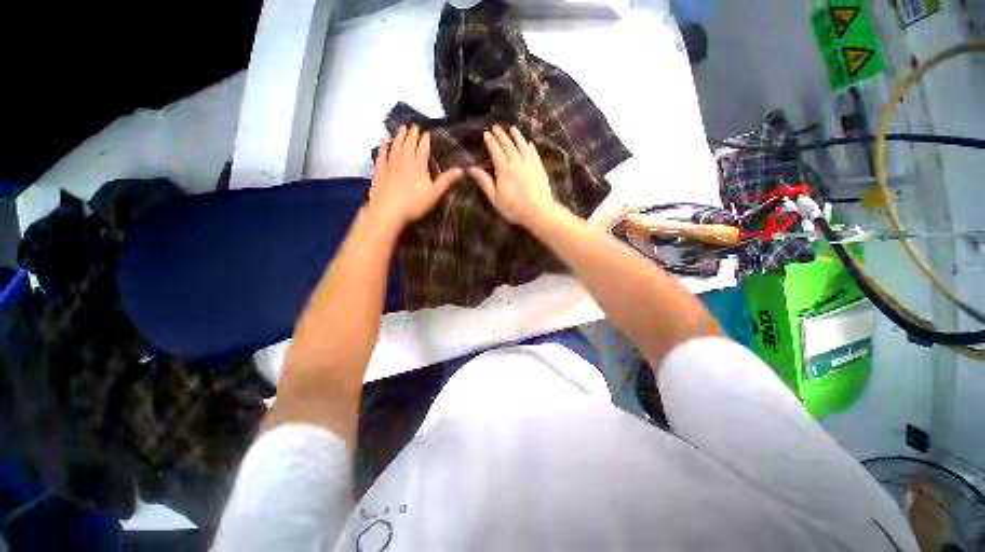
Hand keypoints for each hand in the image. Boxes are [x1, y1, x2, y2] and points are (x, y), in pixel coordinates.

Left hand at [368, 125, 462, 228]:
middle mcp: (404, 162)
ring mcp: (390, 165)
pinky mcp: (379, 172)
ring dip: (399, 136)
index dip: (425, 140)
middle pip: (408, 145)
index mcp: (419, 166)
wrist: (388, 211)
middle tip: (414, 125)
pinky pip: (382, 155)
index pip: (423, 149)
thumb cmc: (414, 204)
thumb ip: (446, 181)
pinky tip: (384, 141)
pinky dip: (383, 146)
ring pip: (395, 147)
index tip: (427, 132)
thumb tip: (461, 170)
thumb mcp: (434, 194)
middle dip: (412, 135)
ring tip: (401, 127)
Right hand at [467, 126, 558, 227]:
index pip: (495, 151)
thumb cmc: (513, 207)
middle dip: (501, 135)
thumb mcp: (494, 197)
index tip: (486, 133)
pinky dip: (530, 146)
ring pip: (522, 145)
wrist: (538, 211)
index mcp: (503, 169)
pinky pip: (534, 153)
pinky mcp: (540, 168)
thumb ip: (484, 181)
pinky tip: (529, 143)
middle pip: (508, 145)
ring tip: (512, 128)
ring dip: (516, 136)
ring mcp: (530, 164)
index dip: (490, 142)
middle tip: (496, 127)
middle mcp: (516, 162)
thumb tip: (471, 168)